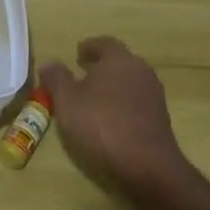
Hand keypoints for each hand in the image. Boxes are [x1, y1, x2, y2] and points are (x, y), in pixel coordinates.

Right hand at [40, 37, 191, 195]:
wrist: (148, 167)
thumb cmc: (102, 125)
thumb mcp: (67, 101)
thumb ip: (56, 78)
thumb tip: (49, 63)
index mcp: (119, 59)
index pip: (104, 43)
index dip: (89, 47)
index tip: (77, 55)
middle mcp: (140, 71)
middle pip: (119, 62)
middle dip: (101, 67)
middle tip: (82, 76)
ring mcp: (154, 96)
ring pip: (129, 83)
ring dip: (112, 87)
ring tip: (93, 101)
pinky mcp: (160, 120)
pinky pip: (136, 103)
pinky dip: (122, 105)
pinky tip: (109, 120)